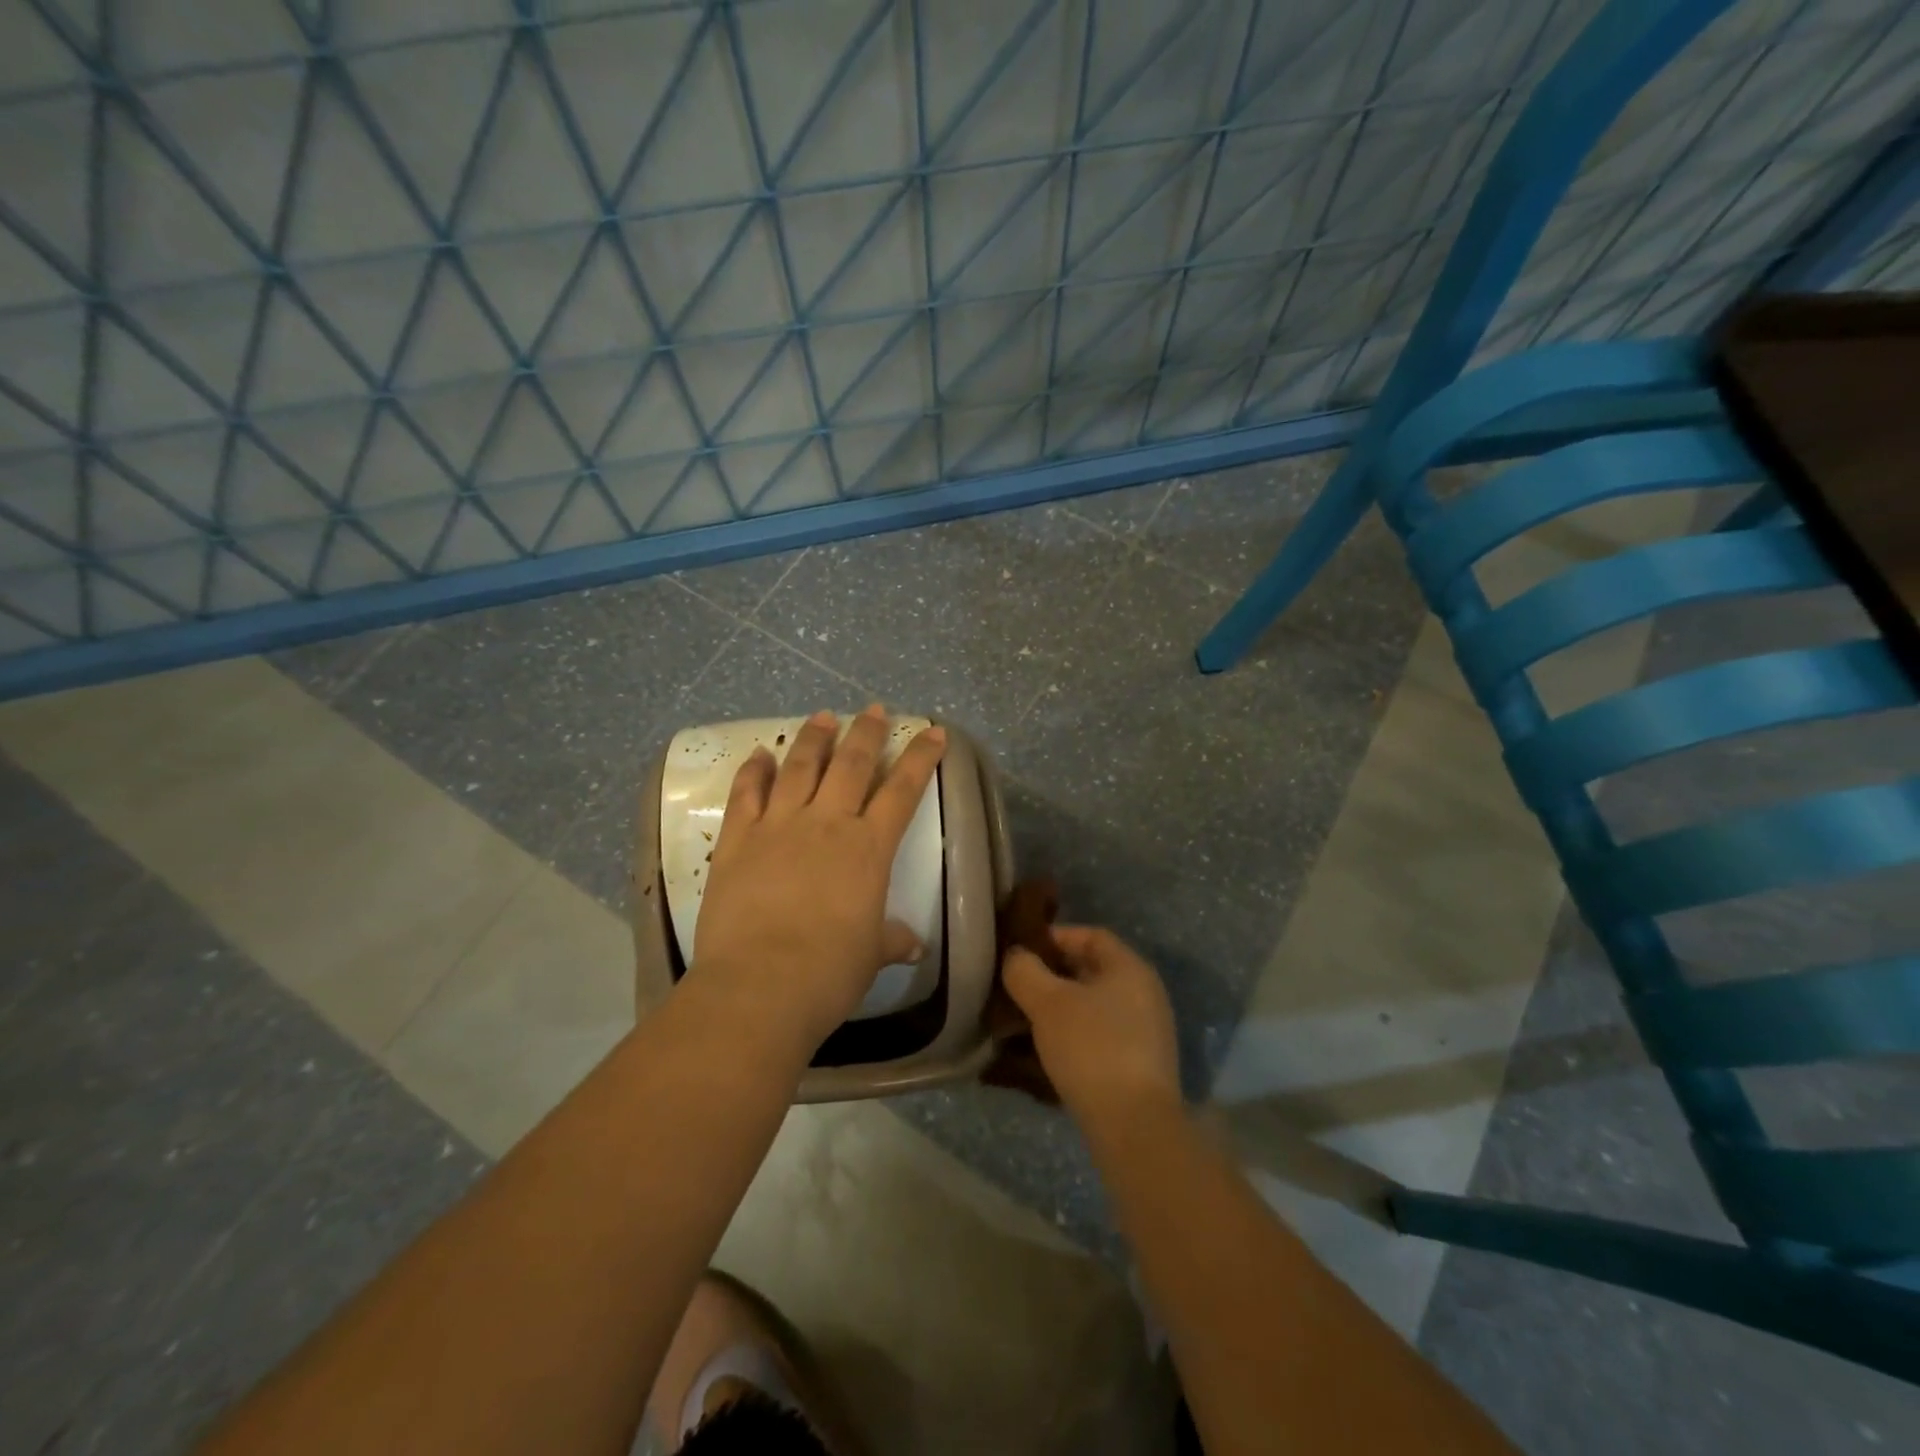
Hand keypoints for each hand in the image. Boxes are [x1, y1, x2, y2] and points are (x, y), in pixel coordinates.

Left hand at [690, 705, 945, 1050]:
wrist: (760, 985)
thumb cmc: (828, 972)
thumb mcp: (870, 956)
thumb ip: (890, 939)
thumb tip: (913, 945)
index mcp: (868, 848)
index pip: (903, 790)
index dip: (921, 757)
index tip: (933, 731)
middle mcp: (827, 824)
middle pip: (852, 764)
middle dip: (866, 732)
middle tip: (874, 709)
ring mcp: (779, 826)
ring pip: (800, 767)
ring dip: (813, 738)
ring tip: (822, 716)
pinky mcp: (738, 840)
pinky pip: (746, 794)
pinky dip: (754, 771)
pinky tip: (759, 754)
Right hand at [1002, 926, 1181, 1130]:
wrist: (1134, 1125)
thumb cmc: (1092, 1048)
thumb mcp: (1048, 1003)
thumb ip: (1025, 971)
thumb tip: (1016, 956)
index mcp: (1130, 968)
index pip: (1091, 936)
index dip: (1055, 937)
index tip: (1022, 951)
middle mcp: (1145, 993)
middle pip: (1092, 971)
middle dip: (1053, 975)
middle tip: (1018, 987)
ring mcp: (1146, 1031)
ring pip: (1094, 1006)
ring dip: (1060, 1009)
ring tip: (1025, 1020)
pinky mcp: (1140, 1065)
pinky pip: (1101, 1035)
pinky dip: (1074, 1035)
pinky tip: (1047, 1052)